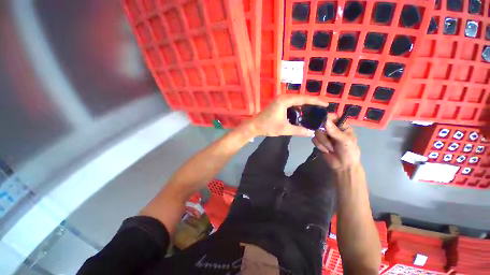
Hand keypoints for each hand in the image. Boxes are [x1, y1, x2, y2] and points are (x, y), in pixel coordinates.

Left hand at [248, 95, 328, 136]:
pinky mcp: (278, 104)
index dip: (316, 101)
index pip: (304, 99)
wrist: (254, 126)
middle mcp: (283, 97)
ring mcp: (280, 100)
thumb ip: (299, 131)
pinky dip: (297, 108)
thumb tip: (312, 133)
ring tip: (315, 111)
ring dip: (304, 105)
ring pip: (296, 101)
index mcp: (285, 101)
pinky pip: (291, 104)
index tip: (326, 104)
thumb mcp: (284, 129)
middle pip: (301, 98)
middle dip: (312, 103)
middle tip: (322, 108)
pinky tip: (302, 113)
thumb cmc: (268, 126)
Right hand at [312, 114, 360, 170]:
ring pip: (316, 133)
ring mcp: (324, 135)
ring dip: (323, 142)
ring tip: (330, 149)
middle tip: (331, 141)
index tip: (323, 123)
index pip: (332, 116)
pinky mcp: (318, 142)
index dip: (327, 117)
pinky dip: (319, 146)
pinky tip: (326, 150)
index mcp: (341, 126)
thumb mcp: (345, 141)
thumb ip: (334, 131)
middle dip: (325, 136)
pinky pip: (314, 140)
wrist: (343, 166)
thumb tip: (325, 120)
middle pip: (321, 125)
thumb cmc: (349, 152)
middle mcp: (331, 129)